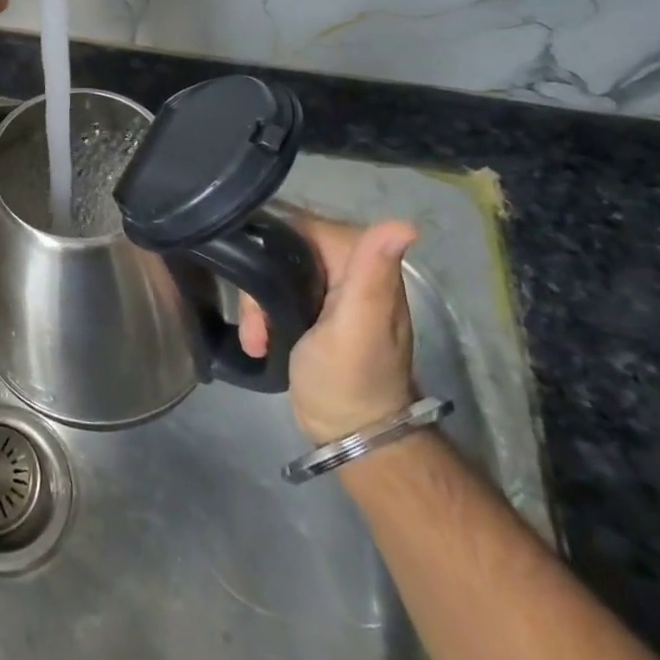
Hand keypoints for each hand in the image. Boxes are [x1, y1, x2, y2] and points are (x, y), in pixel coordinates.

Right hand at [238, 215, 419, 444]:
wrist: (351, 436)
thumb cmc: (351, 379)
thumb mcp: (358, 325)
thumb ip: (372, 272)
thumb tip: (405, 223)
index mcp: (363, 262)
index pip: (302, 226)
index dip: (272, 246)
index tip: (255, 279)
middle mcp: (348, 268)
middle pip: (282, 249)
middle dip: (260, 282)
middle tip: (255, 320)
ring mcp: (330, 292)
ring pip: (273, 273)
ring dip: (257, 305)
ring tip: (256, 338)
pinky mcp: (312, 312)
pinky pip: (274, 295)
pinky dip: (262, 317)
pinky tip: (259, 342)